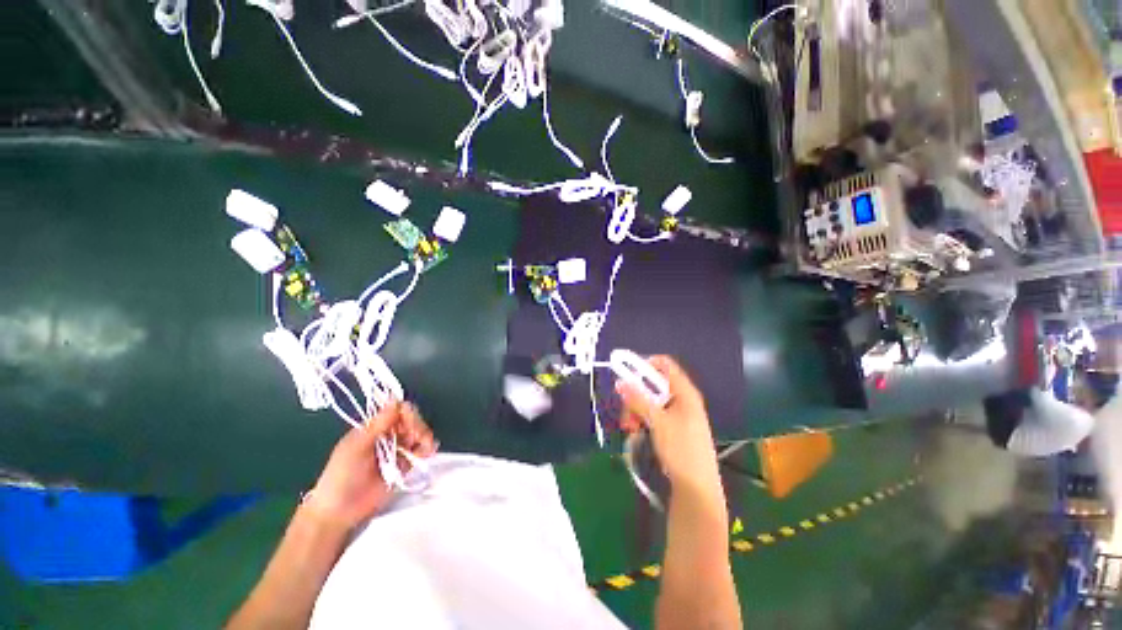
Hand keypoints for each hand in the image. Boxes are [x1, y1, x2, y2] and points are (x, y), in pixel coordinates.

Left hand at [302, 401, 435, 532]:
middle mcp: (388, 436)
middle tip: (415, 437)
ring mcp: (397, 450)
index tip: (408, 421)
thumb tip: (395, 400)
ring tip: (423, 447)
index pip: (398, 410)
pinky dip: (427, 448)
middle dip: (417, 425)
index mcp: (374, 427)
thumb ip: (378, 424)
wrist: (340, 510)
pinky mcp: (405, 465)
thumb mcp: (357, 446)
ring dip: (424, 436)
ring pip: (419, 434)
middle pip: (411, 420)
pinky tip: (428, 451)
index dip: (407, 413)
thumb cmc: (341, 475)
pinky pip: (421, 451)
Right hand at [616, 356, 721, 496]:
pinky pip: (654, 416)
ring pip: (651, 402)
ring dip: (637, 411)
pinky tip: (636, 432)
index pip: (664, 365)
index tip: (627, 375)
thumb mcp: (657, 421)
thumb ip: (638, 400)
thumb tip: (620, 382)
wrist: (697, 488)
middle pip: (653, 385)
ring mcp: (678, 415)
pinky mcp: (674, 429)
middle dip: (636, 396)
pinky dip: (643, 421)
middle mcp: (682, 400)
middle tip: (626, 411)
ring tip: (630, 428)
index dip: (645, 365)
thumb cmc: (681, 449)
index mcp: (685, 392)